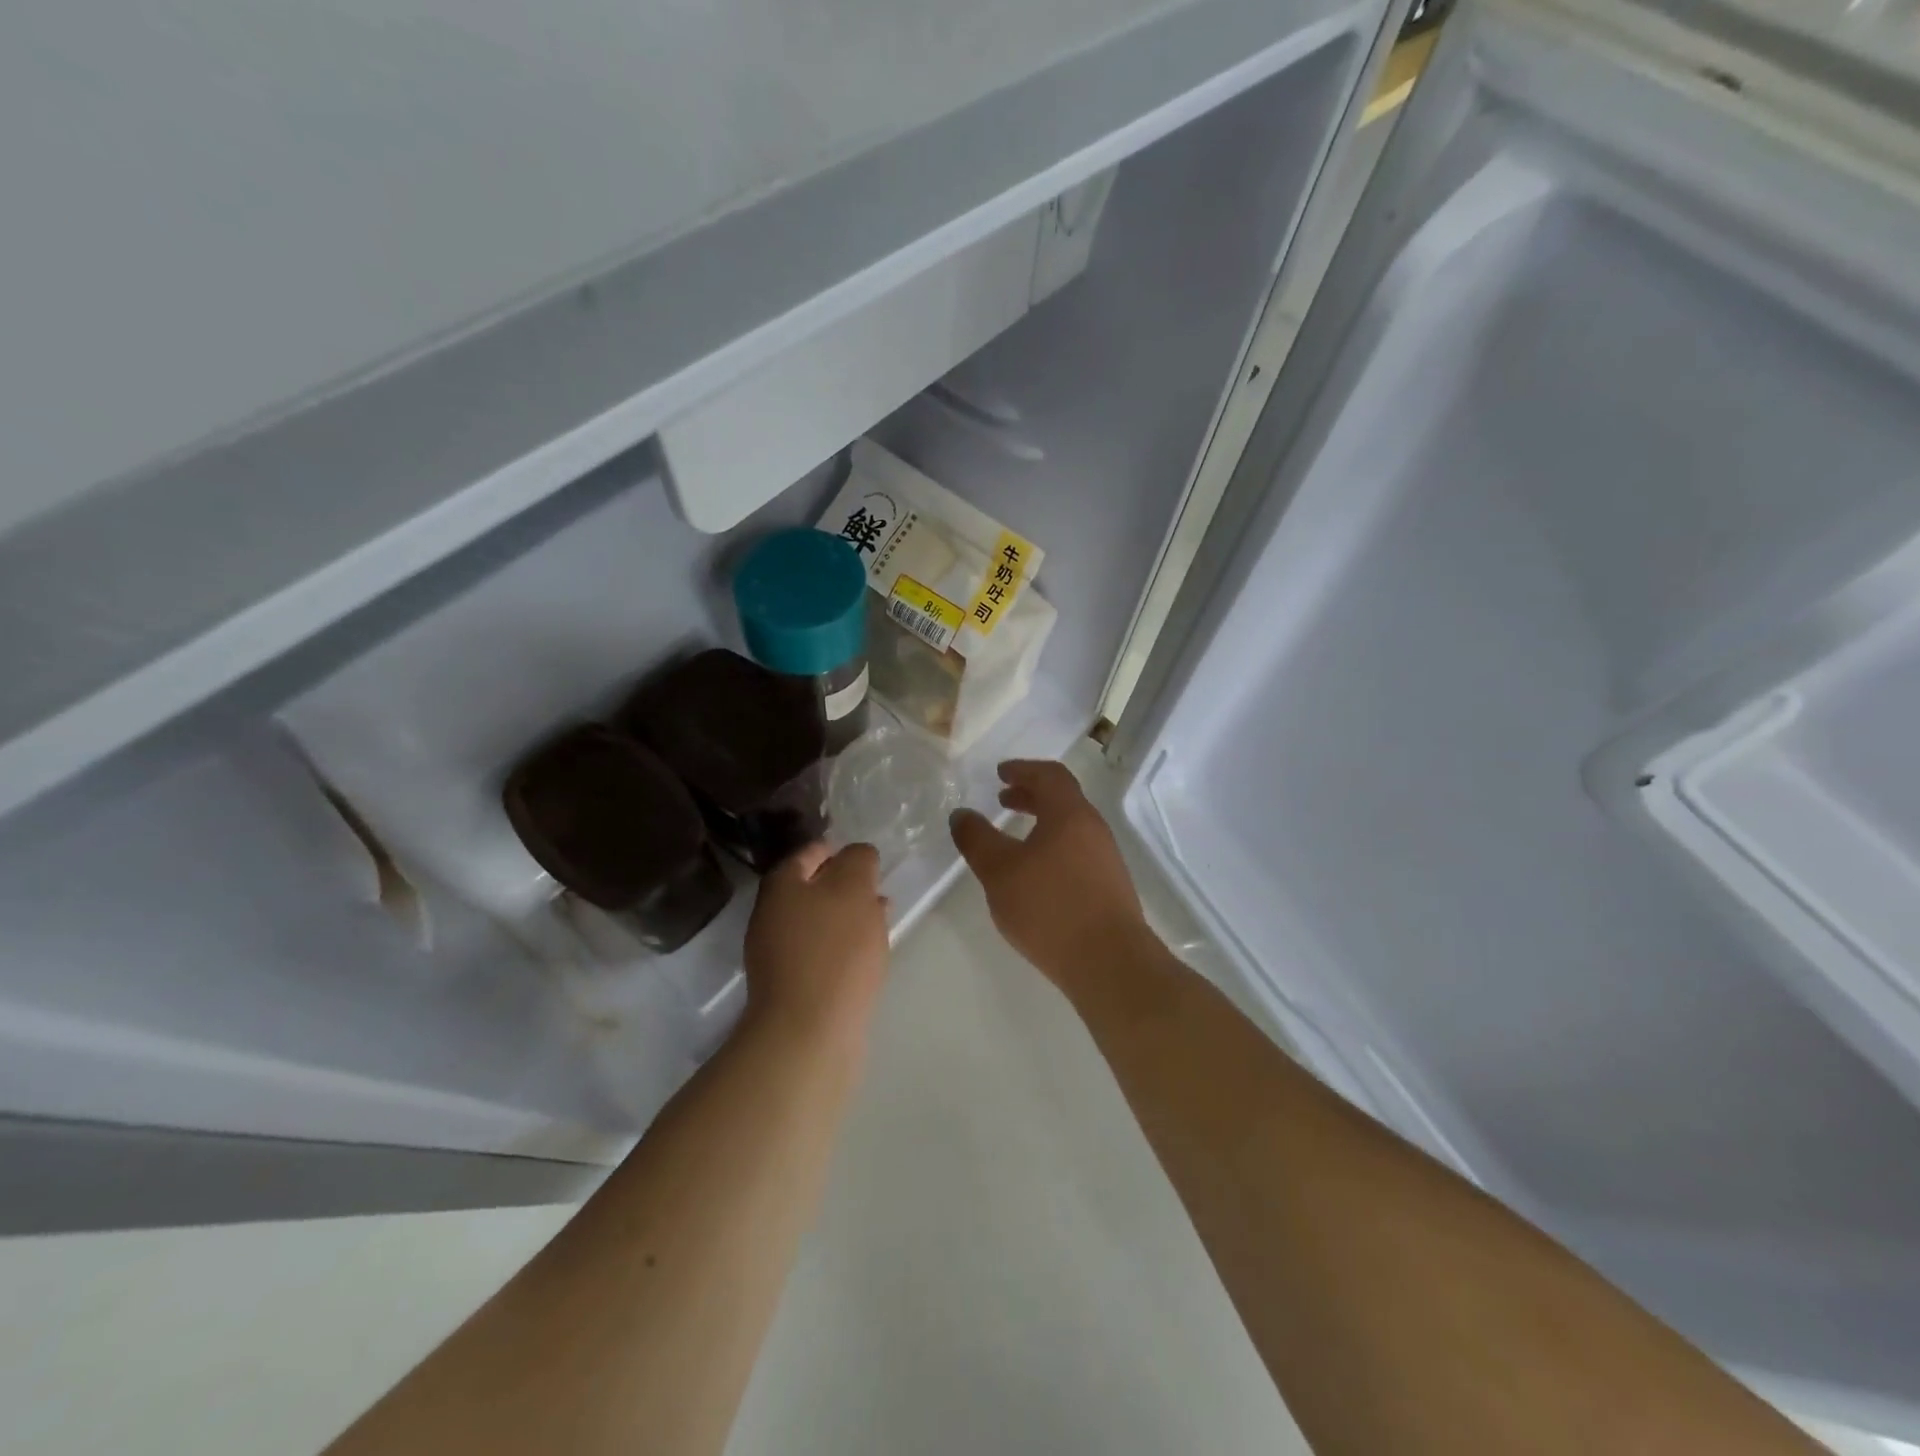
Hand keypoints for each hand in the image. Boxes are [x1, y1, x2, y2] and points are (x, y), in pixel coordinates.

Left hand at [743, 842, 888, 1049]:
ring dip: (848, 916)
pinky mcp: (792, 986)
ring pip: (819, 921)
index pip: (810, 852)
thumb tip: (858, 854)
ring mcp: (778, 954)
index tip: (867, 857)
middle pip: (812, 888)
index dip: (839, 849)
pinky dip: (844, 945)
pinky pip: (822, 952)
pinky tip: (867, 953)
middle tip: (878, 887)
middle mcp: (771, 915)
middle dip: (845, 885)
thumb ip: (858, 861)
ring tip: (881, 918)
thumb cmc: (834, 950)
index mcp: (781, 886)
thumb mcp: (853, 890)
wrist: (809, 1033)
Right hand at [950, 760, 1149, 995]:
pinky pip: (1077, 852)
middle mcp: (1093, 829)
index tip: (1000, 774)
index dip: (1023, 769)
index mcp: (1070, 814)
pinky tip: (1036, 876)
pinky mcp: (1110, 887)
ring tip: (1014, 840)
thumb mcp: (1000, 872)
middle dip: (1030, 795)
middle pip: (1063, 799)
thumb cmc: (1050, 908)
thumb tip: (961, 814)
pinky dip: (1053, 847)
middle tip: (1002, 800)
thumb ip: (977, 840)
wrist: (1109, 962)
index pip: (1049, 775)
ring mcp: (1106, 859)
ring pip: (1070, 828)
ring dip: (1042, 824)